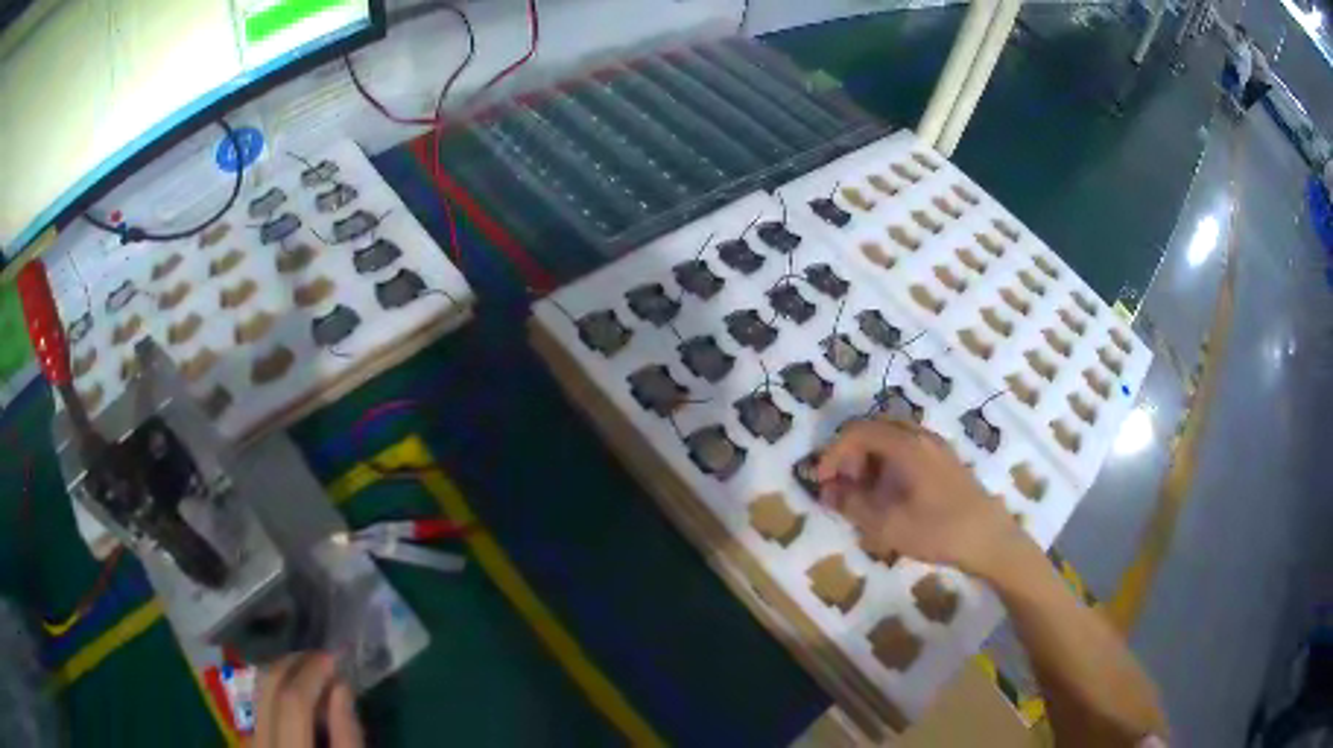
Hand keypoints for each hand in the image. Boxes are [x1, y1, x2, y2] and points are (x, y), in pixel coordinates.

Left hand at [254, 652, 363, 747]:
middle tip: (320, 657)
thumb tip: (340, 687)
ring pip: (257, 693)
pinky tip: (295, 699)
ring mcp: (249, 744)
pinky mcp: (248, 745)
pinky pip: (258, 708)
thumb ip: (348, 737)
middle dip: (294, 665)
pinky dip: (277, 695)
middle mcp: (261, 744)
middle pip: (267, 689)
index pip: (292, 702)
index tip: (333, 658)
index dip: (312, 673)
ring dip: (284, 675)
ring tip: (310, 673)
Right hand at [815, 419, 1025, 578]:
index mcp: (906, 445)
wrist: (989, 539)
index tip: (822, 482)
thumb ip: (853, 505)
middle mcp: (921, 436)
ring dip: (870, 460)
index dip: (833, 454)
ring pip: (892, 439)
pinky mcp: (945, 462)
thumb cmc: (938, 530)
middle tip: (843, 486)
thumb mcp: (887, 525)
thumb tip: (828, 492)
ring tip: (864, 495)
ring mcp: (936, 447)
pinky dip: (889, 465)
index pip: (858, 432)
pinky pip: (908, 450)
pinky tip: (890, 496)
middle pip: (875, 429)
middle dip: (852, 455)